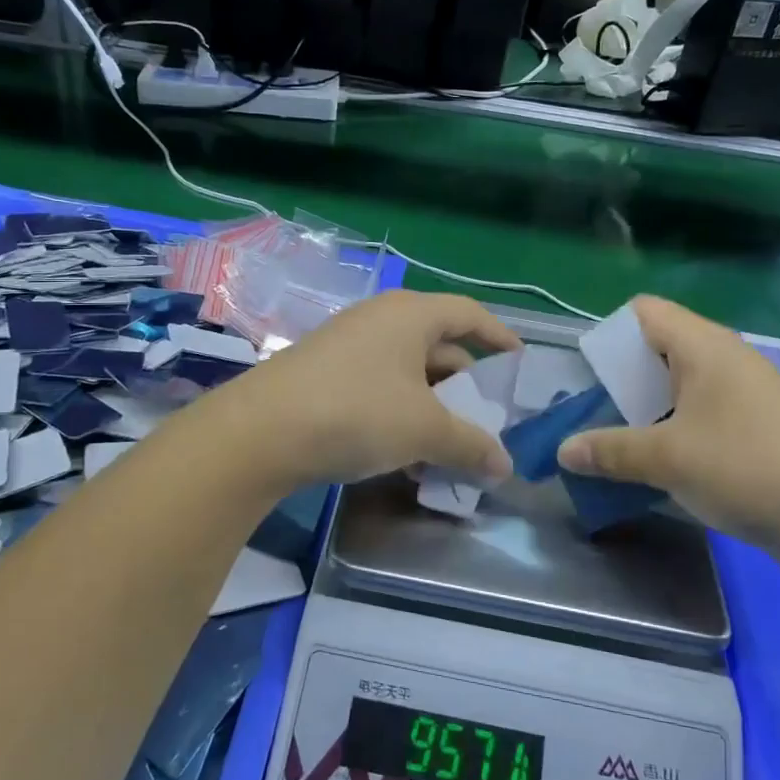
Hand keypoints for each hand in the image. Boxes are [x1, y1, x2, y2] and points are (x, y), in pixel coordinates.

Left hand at [202, 290, 520, 492]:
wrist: (260, 431)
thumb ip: (470, 445)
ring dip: (432, 406)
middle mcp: (380, 319)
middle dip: (465, 384)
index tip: (518, 363)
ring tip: (449, 446)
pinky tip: (405, 453)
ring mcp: (348, 344)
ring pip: (407, 371)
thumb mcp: (424, 430)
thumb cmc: (357, 412)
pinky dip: (400, 412)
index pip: (469, 314)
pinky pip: (379, 385)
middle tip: (486, 419)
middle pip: (438, 345)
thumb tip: (505, 465)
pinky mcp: (324, 372)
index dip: (498, 336)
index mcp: (410, 315)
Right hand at [557, 297, 779, 571]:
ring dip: (648, 407)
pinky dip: (677, 427)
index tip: (588, 375)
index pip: (644, 311)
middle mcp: (726, 359)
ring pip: (682, 384)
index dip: (611, 333)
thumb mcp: (667, 459)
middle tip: (596, 412)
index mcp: (704, 347)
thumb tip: (563, 451)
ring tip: (621, 440)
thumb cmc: (747, 469)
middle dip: (623, 378)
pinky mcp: (760, 426)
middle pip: (659, 347)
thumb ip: (610, 451)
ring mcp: (747, 393)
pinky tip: (664, 463)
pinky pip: (704, 411)